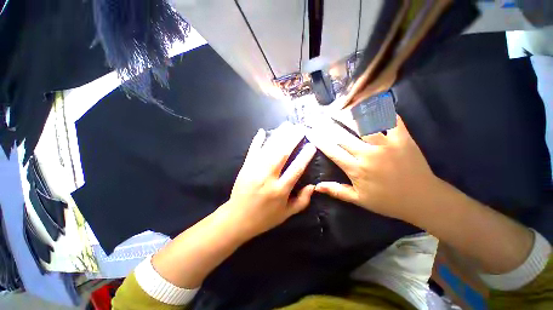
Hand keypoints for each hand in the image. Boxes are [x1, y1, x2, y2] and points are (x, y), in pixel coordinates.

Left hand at [220, 122, 316, 240]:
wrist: (238, 218)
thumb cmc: (265, 217)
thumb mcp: (286, 214)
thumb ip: (302, 201)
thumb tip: (313, 186)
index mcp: (280, 190)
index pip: (296, 169)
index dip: (305, 156)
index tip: (312, 145)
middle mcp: (268, 177)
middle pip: (282, 154)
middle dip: (292, 139)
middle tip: (300, 128)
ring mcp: (254, 170)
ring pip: (268, 149)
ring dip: (279, 136)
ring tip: (287, 125)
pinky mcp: (245, 168)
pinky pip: (252, 151)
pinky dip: (257, 141)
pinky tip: (262, 131)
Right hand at [307, 116, 437, 221]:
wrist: (423, 200)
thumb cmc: (387, 201)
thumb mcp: (359, 200)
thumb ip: (336, 191)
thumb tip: (316, 187)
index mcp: (356, 169)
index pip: (332, 151)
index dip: (319, 140)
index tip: (309, 131)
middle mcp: (368, 154)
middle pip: (342, 135)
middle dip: (327, 125)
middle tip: (318, 117)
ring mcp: (387, 144)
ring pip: (363, 123)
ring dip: (349, 114)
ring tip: (339, 109)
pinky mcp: (403, 138)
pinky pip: (391, 119)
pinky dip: (382, 109)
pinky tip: (372, 103)